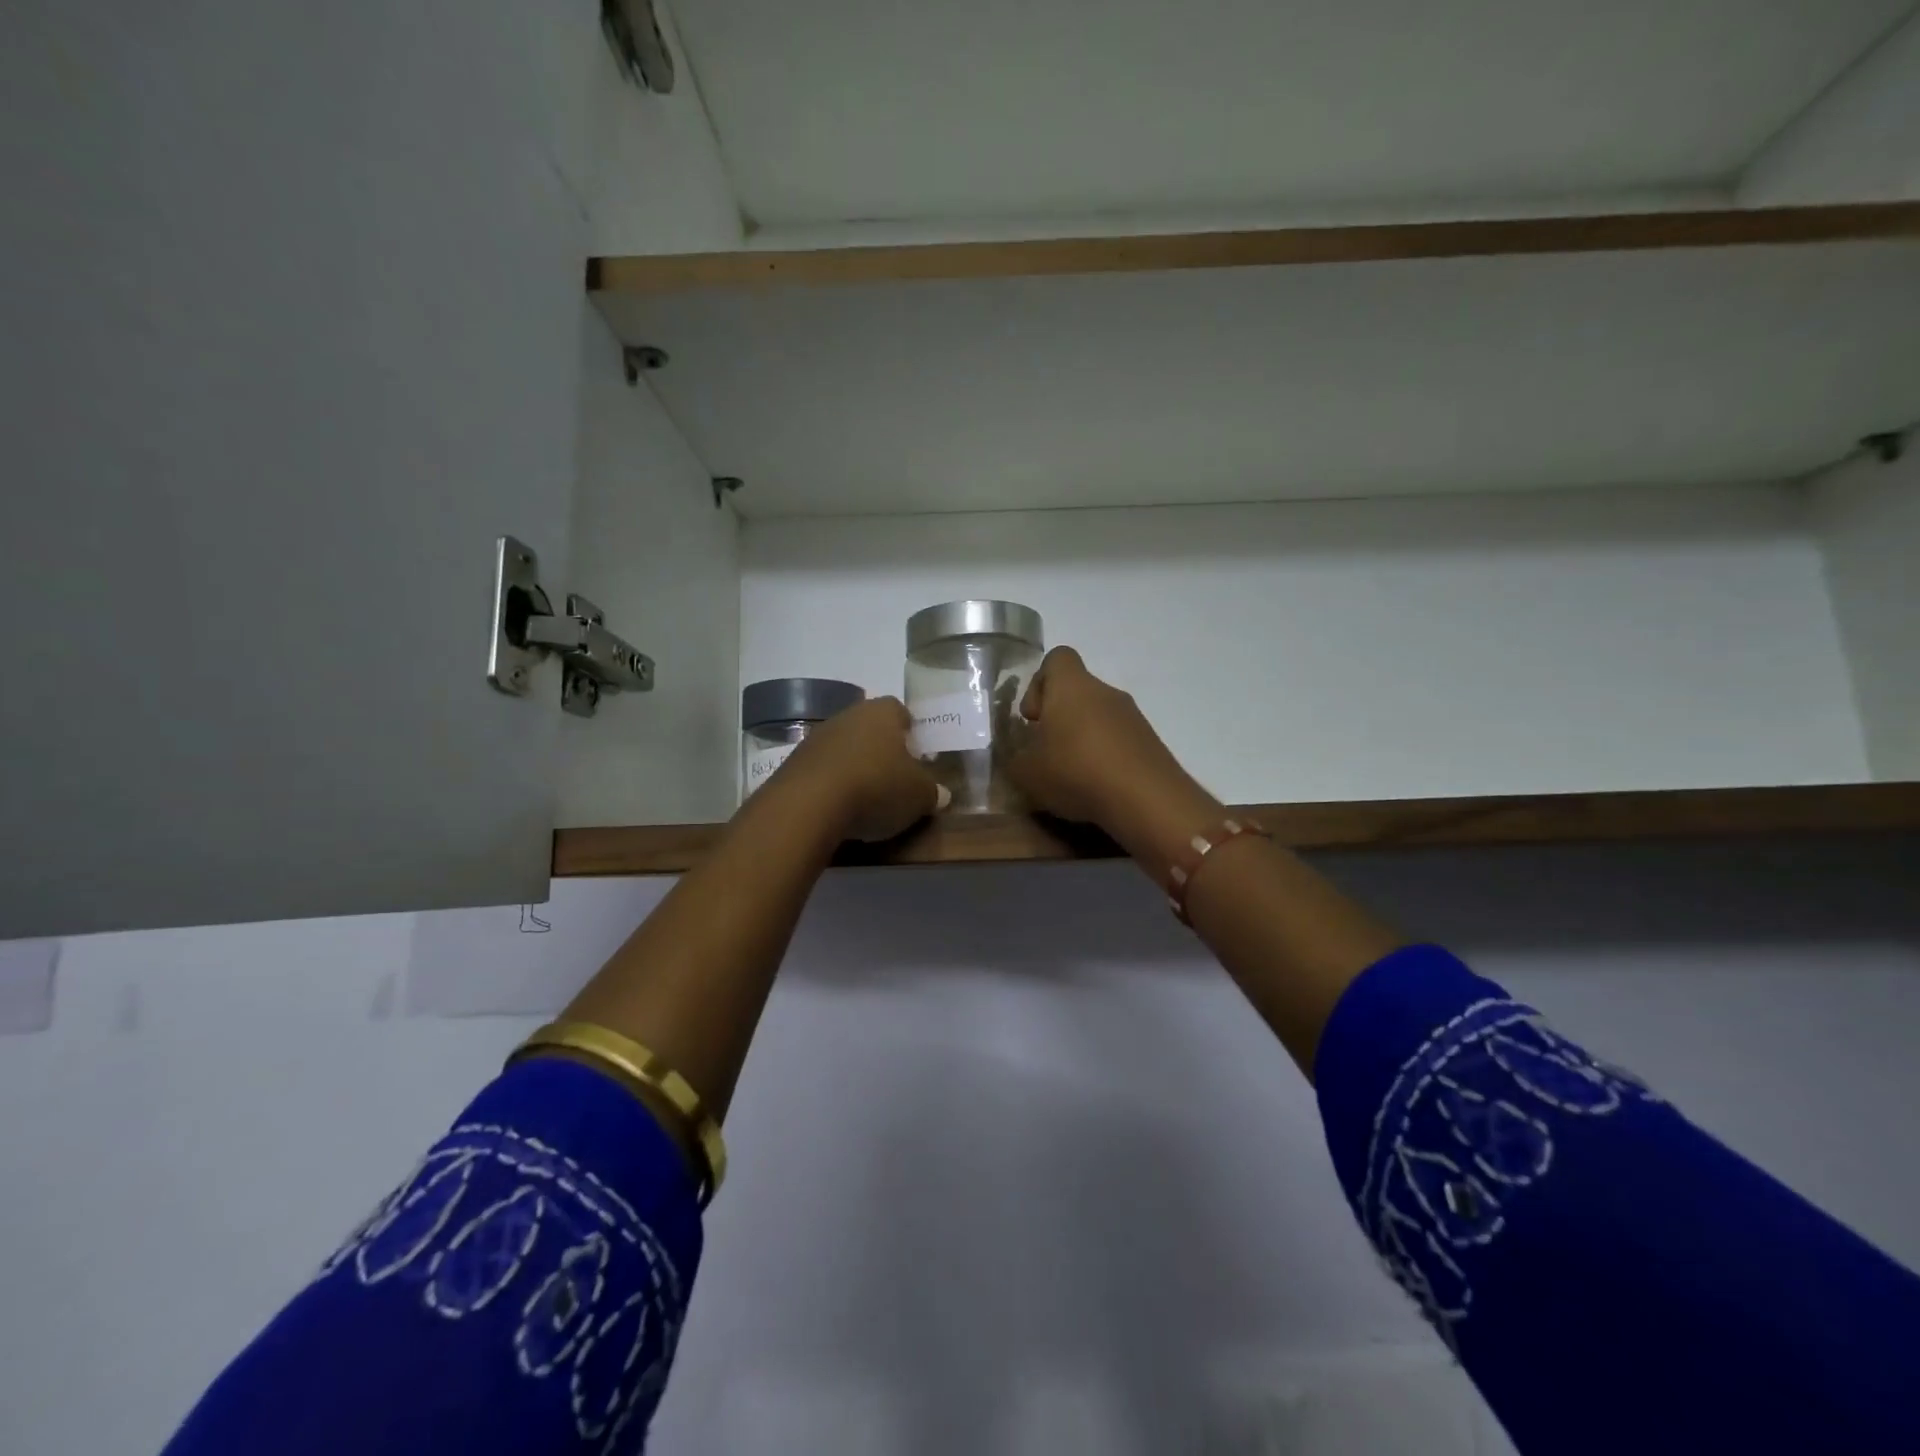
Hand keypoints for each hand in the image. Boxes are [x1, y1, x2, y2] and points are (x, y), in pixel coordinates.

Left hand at [773, 696, 949, 841]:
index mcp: (883, 712)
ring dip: (854, 767)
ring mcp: (816, 737)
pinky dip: (832, 785)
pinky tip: (839, 809)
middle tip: (895, 779)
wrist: (808, 805)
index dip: (911, 733)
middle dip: (882, 751)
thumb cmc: (876, 788)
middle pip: (870, 728)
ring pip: (844, 748)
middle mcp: (848, 715)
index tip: (917, 757)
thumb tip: (940, 793)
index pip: (901, 712)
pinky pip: (822, 770)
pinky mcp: (793, 762)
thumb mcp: (919, 796)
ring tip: (866, 799)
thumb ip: (932, 792)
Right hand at [1004, 647, 1199, 832]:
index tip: (1033, 718)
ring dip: (1083, 741)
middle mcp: (1105, 692)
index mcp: (1072, 686)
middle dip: (1059, 720)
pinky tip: (1098, 788)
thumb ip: (1016, 759)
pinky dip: (1105, 759)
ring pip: (1099, 718)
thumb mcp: (1026, 773)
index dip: (1039, 684)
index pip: (1056, 659)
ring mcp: (1133, 717)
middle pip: (1077, 693)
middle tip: (1047, 755)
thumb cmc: (1076, 771)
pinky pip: (1119, 742)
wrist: (1147, 800)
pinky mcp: (1150, 744)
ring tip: (1072, 778)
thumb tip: (1021, 756)